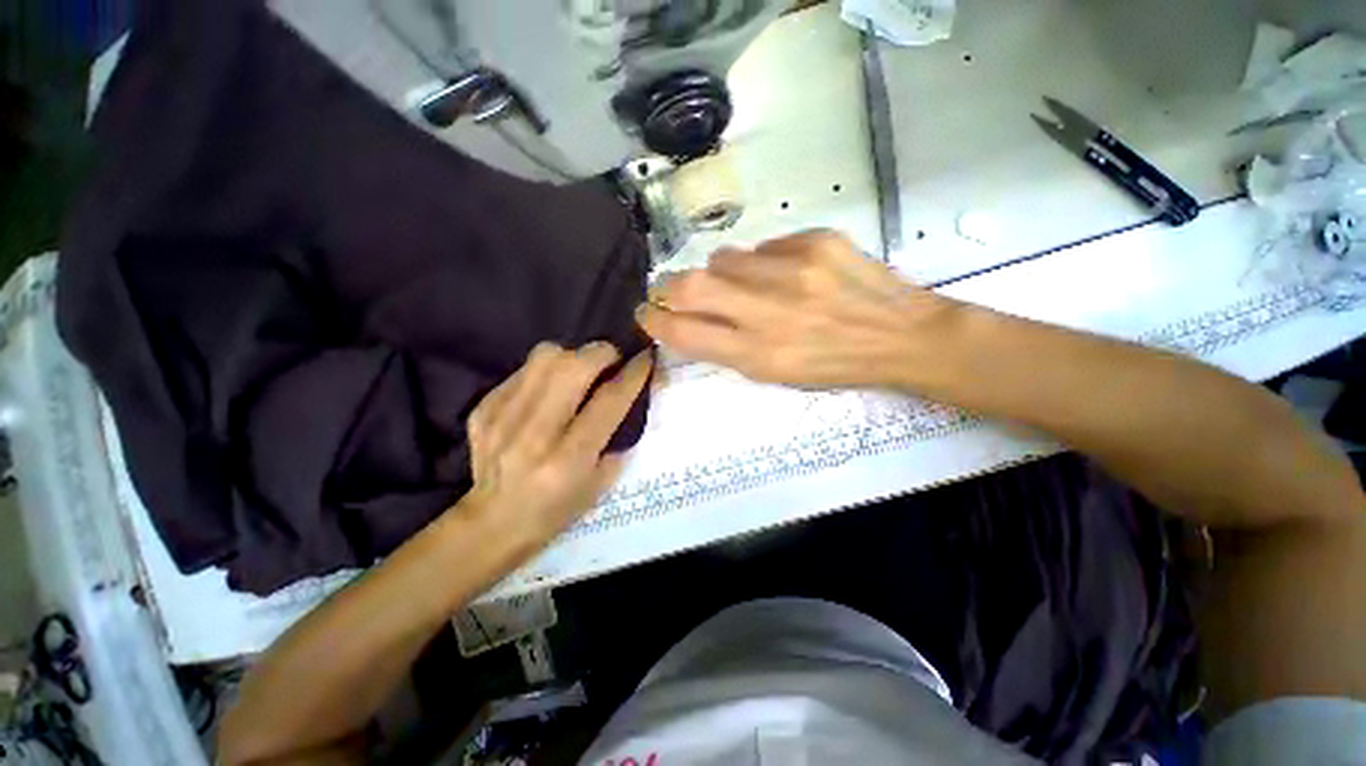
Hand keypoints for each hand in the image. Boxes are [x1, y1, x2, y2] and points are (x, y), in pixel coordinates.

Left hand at [463, 342, 652, 547]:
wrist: (492, 522)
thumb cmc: (557, 508)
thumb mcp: (601, 483)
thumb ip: (618, 436)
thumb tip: (629, 391)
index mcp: (570, 458)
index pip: (609, 401)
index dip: (633, 373)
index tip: (646, 357)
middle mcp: (536, 433)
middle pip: (573, 367)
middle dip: (602, 353)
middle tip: (612, 359)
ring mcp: (503, 417)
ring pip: (544, 357)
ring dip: (572, 356)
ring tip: (579, 370)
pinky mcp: (483, 409)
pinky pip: (523, 370)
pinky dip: (544, 372)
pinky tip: (547, 391)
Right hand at [637, 230, 950, 386]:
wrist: (901, 336)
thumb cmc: (833, 366)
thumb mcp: (776, 375)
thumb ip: (728, 347)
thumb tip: (693, 315)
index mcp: (758, 355)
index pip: (685, 333)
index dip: (655, 321)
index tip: (646, 313)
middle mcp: (769, 313)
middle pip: (690, 286)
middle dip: (669, 286)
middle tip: (671, 288)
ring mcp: (793, 271)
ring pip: (724, 258)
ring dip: (723, 272)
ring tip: (746, 284)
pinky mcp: (816, 242)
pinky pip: (765, 246)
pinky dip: (764, 261)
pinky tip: (789, 274)